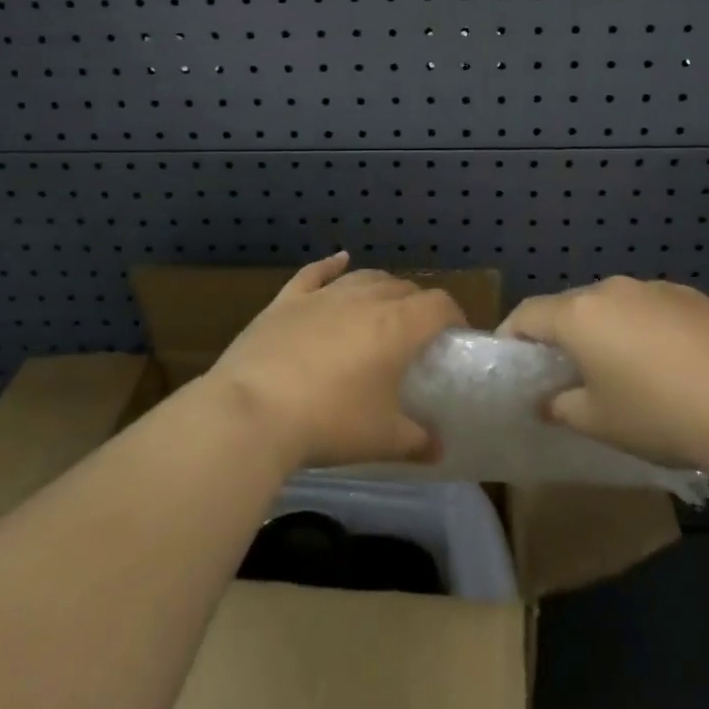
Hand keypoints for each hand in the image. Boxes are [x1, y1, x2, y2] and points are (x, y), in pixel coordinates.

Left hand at [206, 253, 461, 470]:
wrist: (253, 412)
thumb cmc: (329, 423)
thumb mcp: (382, 440)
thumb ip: (417, 440)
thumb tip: (438, 448)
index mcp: (397, 325)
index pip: (438, 305)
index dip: (453, 316)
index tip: (455, 336)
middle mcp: (365, 299)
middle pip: (403, 288)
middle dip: (418, 305)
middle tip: (418, 335)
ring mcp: (323, 296)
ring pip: (364, 278)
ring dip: (382, 287)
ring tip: (386, 305)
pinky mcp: (287, 301)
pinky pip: (314, 274)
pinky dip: (330, 266)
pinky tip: (339, 260)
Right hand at [499, 276, 708, 472]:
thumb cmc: (657, 415)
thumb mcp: (598, 422)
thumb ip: (561, 407)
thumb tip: (546, 401)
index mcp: (578, 316)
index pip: (528, 314)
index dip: (513, 333)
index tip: (511, 357)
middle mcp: (610, 290)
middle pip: (571, 305)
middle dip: (562, 333)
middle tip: (566, 369)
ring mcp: (653, 288)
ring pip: (613, 304)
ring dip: (606, 328)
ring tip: (621, 366)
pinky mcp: (690, 295)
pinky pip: (650, 306)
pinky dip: (644, 326)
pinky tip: (666, 360)